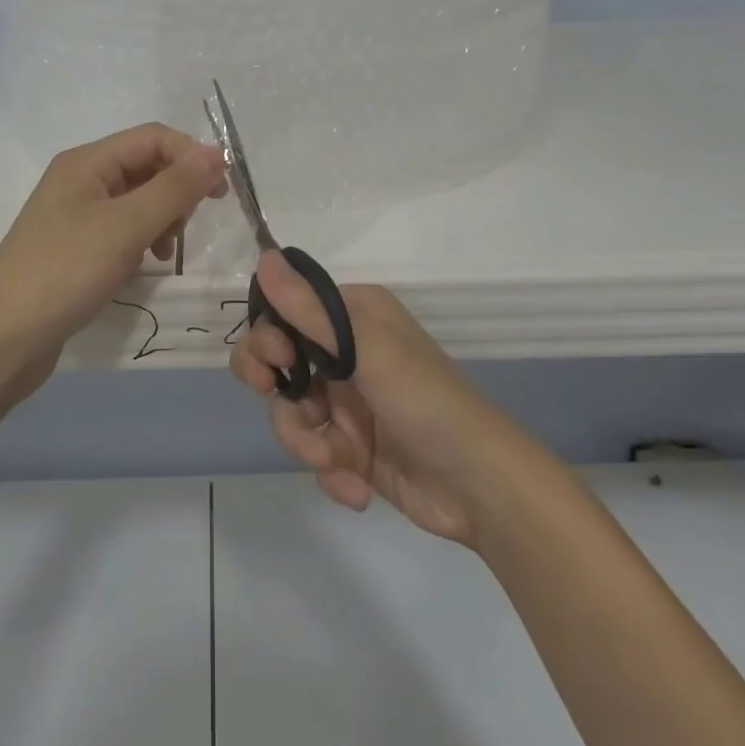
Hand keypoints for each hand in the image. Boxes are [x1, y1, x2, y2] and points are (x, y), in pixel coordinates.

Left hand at [0, 124, 225, 380]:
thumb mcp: (126, 225)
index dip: (192, 156)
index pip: (154, 138)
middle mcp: (81, 180)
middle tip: (185, 229)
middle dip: (176, 191)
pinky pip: (123, 230)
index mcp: (88, 162)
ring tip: (163, 252)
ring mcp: (76, 216)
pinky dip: (142, 241)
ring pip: (138, 200)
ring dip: (162, 219)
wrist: (1, 339)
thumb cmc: (65, 271)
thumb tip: (216, 153)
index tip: (221, 193)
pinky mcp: (76, 249)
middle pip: (147, 166)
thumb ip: (175, 187)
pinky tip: (143, 267)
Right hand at [229, 251, 518, 546]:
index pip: (286, 311)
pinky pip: (314, 450)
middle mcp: (345, 352)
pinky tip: (356, 486)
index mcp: (352, 316)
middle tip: (278, 400)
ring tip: (333, 460)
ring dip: (305, 440)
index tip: (276, 360)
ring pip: (291, 411)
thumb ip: (309, 309)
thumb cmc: (425, 401)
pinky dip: (330, 470)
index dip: (268, 336)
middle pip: (277, 361)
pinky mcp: (350, 445)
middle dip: (275, 388)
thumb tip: (263, 257)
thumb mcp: (367, 349)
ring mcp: (347, 401)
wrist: (481, 488)